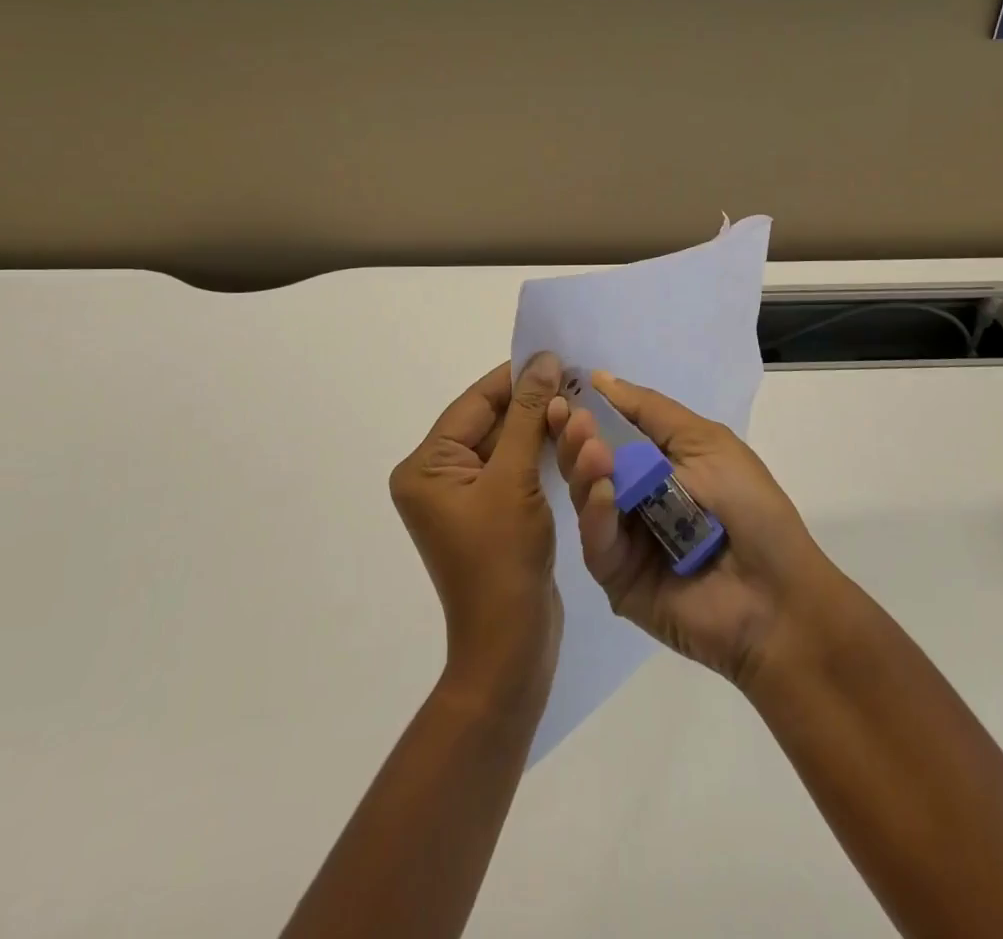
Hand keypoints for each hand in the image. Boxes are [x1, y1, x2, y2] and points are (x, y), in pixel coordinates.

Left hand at [390, 355, 564, 704]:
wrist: (511, 645)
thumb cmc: (503, 558)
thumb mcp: (515, 478)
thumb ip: (527, 415)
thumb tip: (543, 360)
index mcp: (426, 467)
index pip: (473, 404)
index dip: (514, 378)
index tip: (554, 356)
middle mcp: (437, 477)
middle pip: (488, 422)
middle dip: (531, 403)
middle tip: (573, 381)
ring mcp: (463, 497)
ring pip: (505, 444)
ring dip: (539, 426)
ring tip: (576, 403)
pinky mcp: (489, 513)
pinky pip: (513, 469)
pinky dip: (538, 453)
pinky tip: (567, 437)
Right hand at [548, 372, 845, 686]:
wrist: (776, 595)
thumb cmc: (749, 506)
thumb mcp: (705, 441)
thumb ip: (650, 411)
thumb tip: (601, 379)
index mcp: (658, 463)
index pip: (610, 431)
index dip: (587, 410)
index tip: (564, 386)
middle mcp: (635, 497)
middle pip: (589, 462)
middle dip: (577, 435)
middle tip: (567, 415)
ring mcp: (624, 538)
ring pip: (586, 497)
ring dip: (584, 468)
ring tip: (590, 447)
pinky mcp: (617, 578)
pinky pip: (596, 542)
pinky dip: (596, 514)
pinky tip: (602, 491)